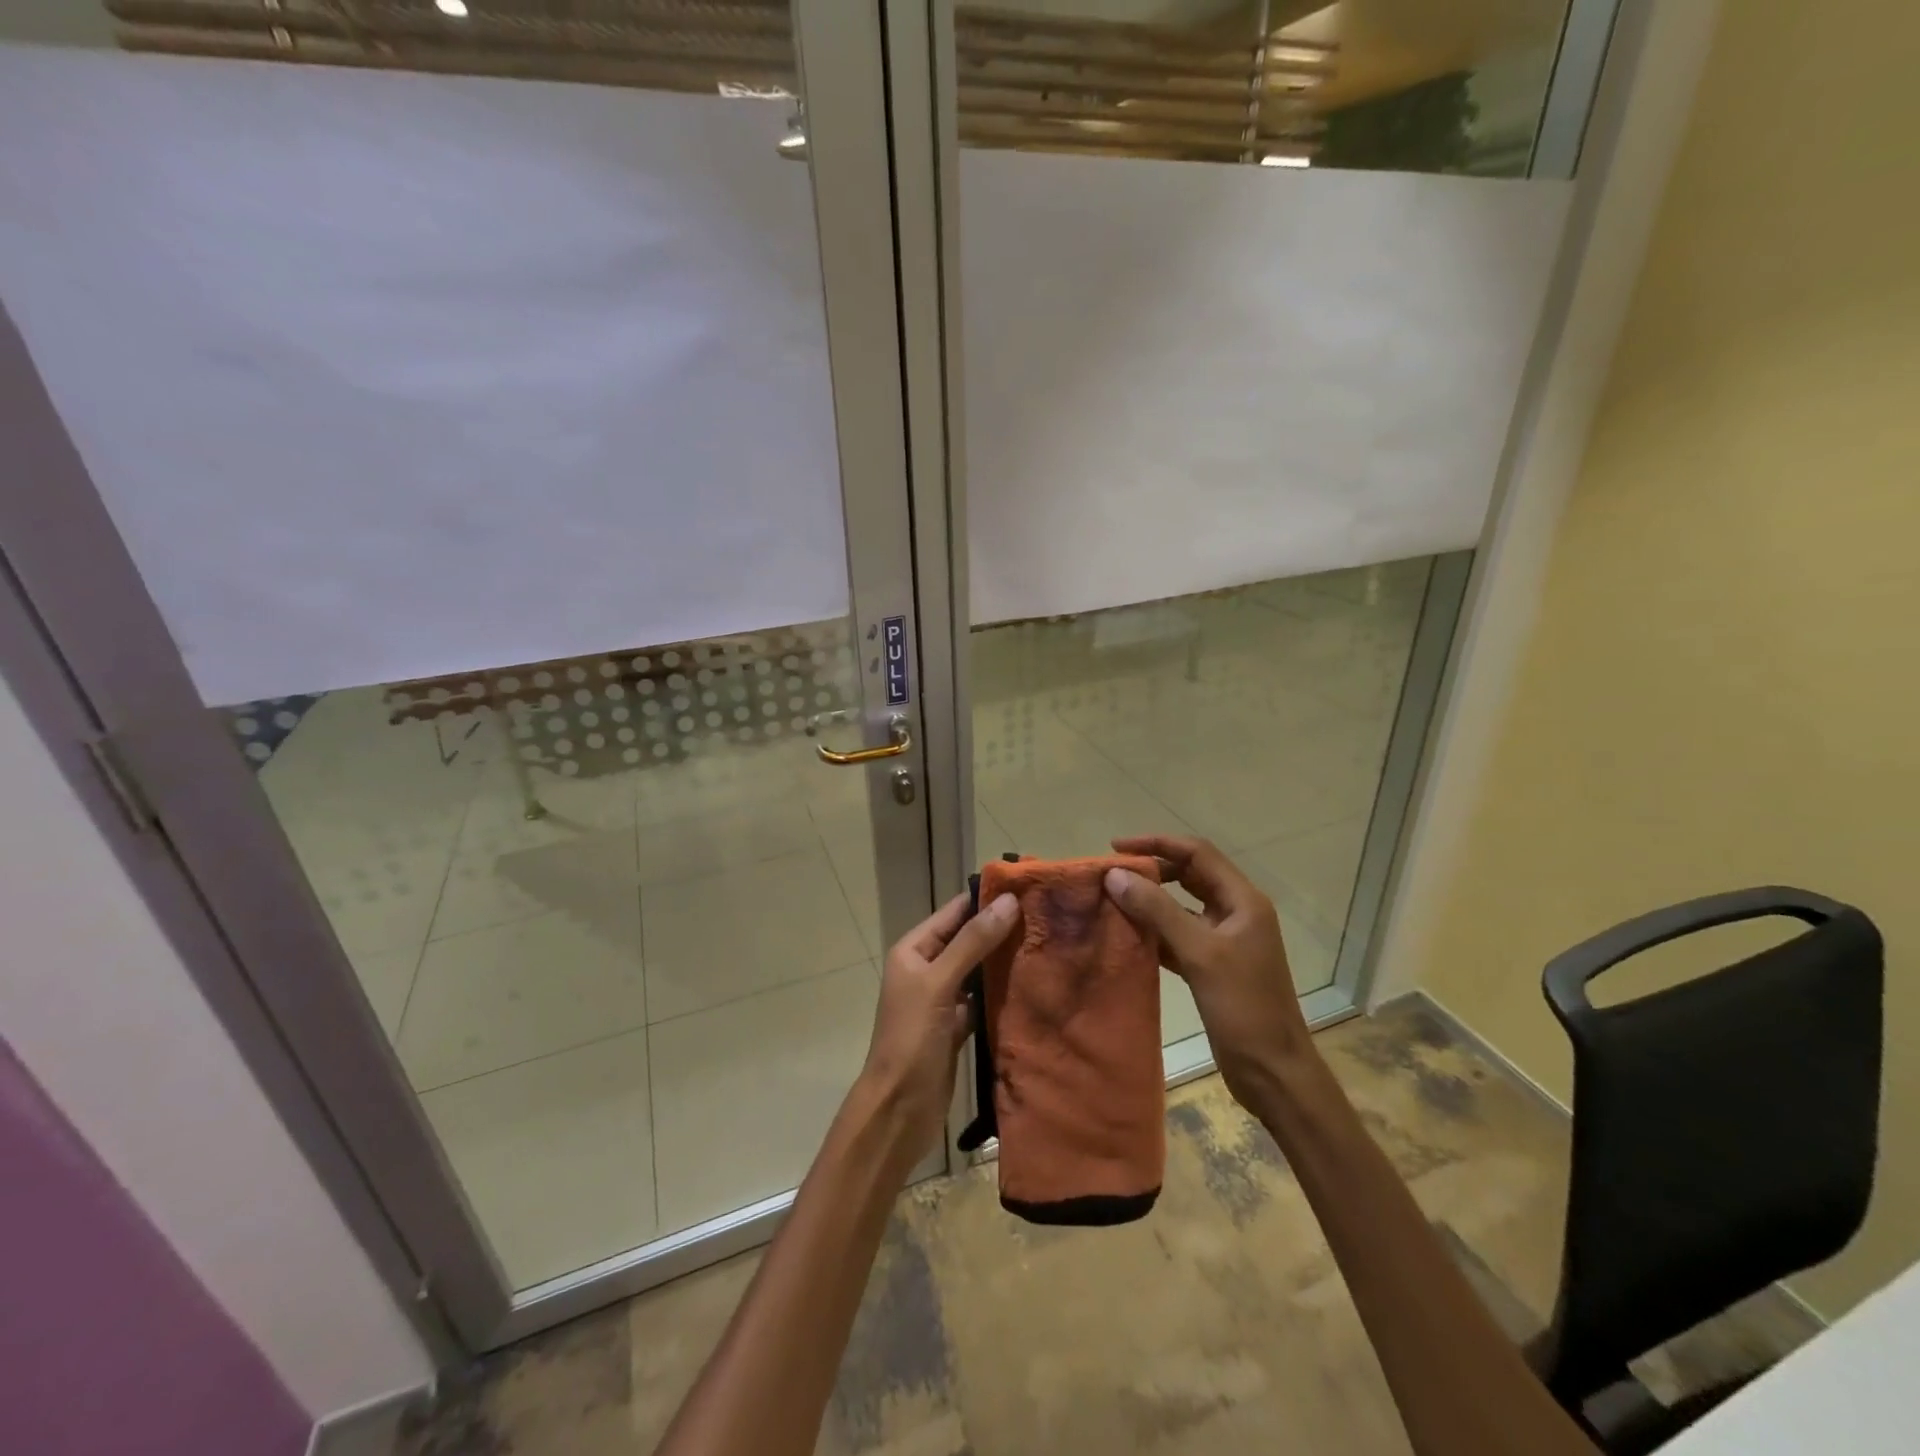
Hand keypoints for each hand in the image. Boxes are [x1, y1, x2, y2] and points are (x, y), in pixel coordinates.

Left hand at [857, 890, 1019, 1164]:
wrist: (899, 1110)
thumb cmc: (912, 1040)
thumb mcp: (939, 984)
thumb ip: (972, 943)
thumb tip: (1008, 901)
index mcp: (914, 950)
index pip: (954, 913)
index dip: (986, 899)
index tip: (1027, 888)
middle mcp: (927, 969)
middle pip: (968, 940)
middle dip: (1001, 929)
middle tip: (1046, 917)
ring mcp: (942, 999)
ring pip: (978, 970)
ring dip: (1004, 961)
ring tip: (1046, 944)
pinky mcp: (956, 1026)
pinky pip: (983, 1000)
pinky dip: (1002, 993)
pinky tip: (1031, 985)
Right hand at [1103, 835, 1315, 1105]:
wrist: (1274, 1072)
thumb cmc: (1244, 1008)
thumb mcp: (1200, 954)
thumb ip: (1158, 911)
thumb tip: (1115, 875)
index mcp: (1243, 901)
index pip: (1197, 853)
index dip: (1157, 844)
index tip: (1116, 848)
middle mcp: (1236, 913)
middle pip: (1189, 875)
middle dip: (1152, 871)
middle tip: (1112, 876)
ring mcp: (1226, 940)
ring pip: (1182, 906)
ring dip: (1151, 901)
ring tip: (1113, 901)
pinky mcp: (1214, 966)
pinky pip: (1179, 936)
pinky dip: (1155, 931)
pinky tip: (1128, 936)